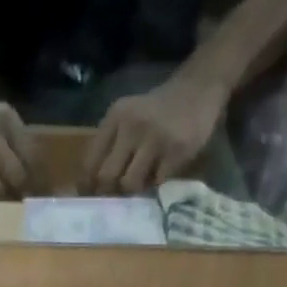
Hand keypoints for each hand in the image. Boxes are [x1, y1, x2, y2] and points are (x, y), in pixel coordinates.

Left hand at [82, 74, 228, 195]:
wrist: (198, 89)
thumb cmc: (157, 111)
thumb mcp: (128, 117)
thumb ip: (110, 144)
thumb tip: (93, 187)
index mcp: (115, 117)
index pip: (90, 161)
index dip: (88, 185)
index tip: (92, 196)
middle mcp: (131, 126)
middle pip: (106, 177)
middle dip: (109, 193)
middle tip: (116, 196)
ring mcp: (155, 138)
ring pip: (130, 183)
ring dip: (133, 191)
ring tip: (140, 185)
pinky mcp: (176, 151)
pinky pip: (156, 183)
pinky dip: (155, 185)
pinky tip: (160, 175)